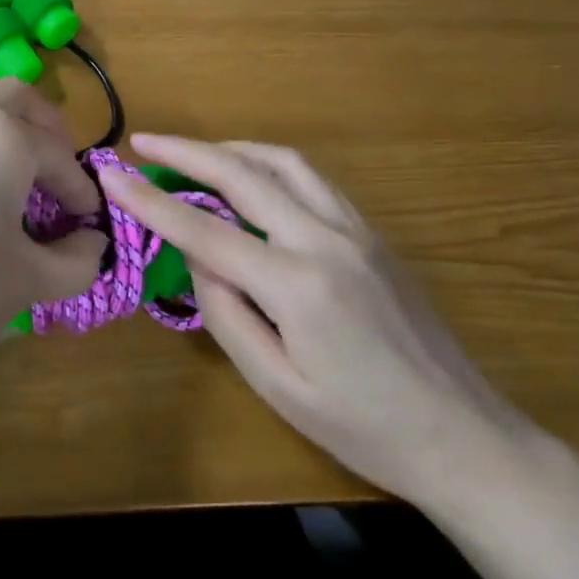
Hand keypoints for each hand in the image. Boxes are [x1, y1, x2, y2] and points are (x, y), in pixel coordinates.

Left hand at [0, 80, 105, 413]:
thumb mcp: (31, 282)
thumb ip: (79, 257)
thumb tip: (92, 240)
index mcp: (1, 137)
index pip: (58, 156)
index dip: (80, 190)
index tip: (87, 222)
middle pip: (17, 99)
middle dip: (46, 132)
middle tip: (57, 174)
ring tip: (7, 168)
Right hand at [99, 134, 549, 513]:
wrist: (467, 437)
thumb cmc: (364, 428)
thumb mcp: (276, 386)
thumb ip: (226, 314)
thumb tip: (198, 260)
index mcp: (297, 284)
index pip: (204, 229)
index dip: (149, 200)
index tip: (112, 174)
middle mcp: (326, 240)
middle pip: (244, 174)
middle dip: (187, 151)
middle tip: (143, 141)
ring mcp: (357, 230)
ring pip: (284, 162)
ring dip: (232, 148)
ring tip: (193, 152)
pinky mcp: (373, 234)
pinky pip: (312, 180)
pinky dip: (268, 164)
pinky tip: (250, 178)